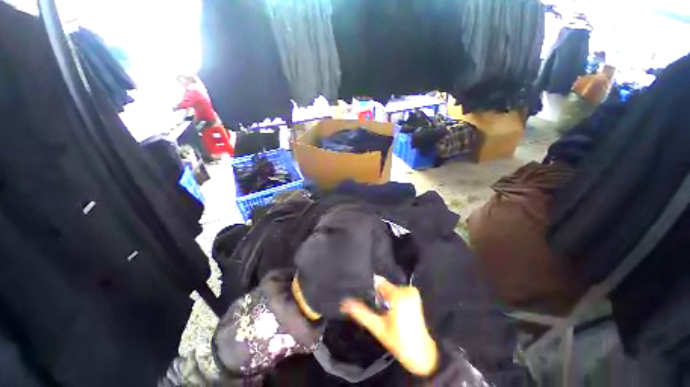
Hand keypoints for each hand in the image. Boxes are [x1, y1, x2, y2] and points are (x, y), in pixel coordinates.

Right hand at [340, 278, 438, 376]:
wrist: (423, 354)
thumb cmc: (400, 342)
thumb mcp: (378, 328)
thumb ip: (361, 313)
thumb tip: (345, 303)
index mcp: (398, 295)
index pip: (379, 282)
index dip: (371, 289)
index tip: (365, 296)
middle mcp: (406, 289)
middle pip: (385, 286)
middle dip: (379, 295)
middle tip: (377, 309)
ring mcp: (413, 292)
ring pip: (392, 289)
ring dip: (386, 298)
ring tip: (386, 312)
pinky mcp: (416, 296)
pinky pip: (399, 292)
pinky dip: (394, 299)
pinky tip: (394, 311)